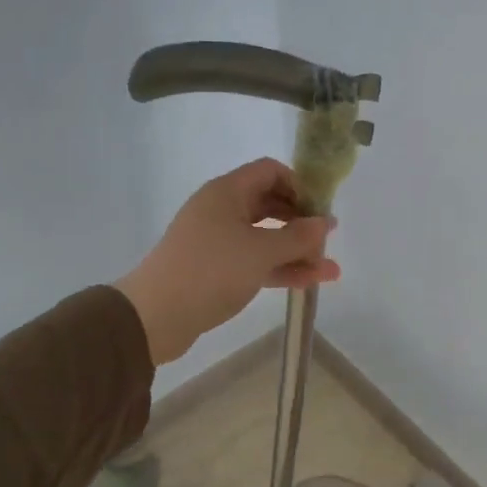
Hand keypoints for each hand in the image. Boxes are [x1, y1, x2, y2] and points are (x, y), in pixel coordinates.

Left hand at [116, 159, 338, 365]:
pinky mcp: (216, 270)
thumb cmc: (211, 270)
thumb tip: (325, 223)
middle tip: (326, 240)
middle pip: (270, 204)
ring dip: (296, 251)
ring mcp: (218, 241)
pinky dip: (280, 269)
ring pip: (265, 238)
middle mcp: (221, 210)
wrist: (157, 315)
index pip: (270, 171)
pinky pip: (255, 261)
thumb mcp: (261, 251)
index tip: (320, 209)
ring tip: (329, 270)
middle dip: (301, 222)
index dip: (299, 185)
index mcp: (227, 192)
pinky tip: (309, 282)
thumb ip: (298, 236)